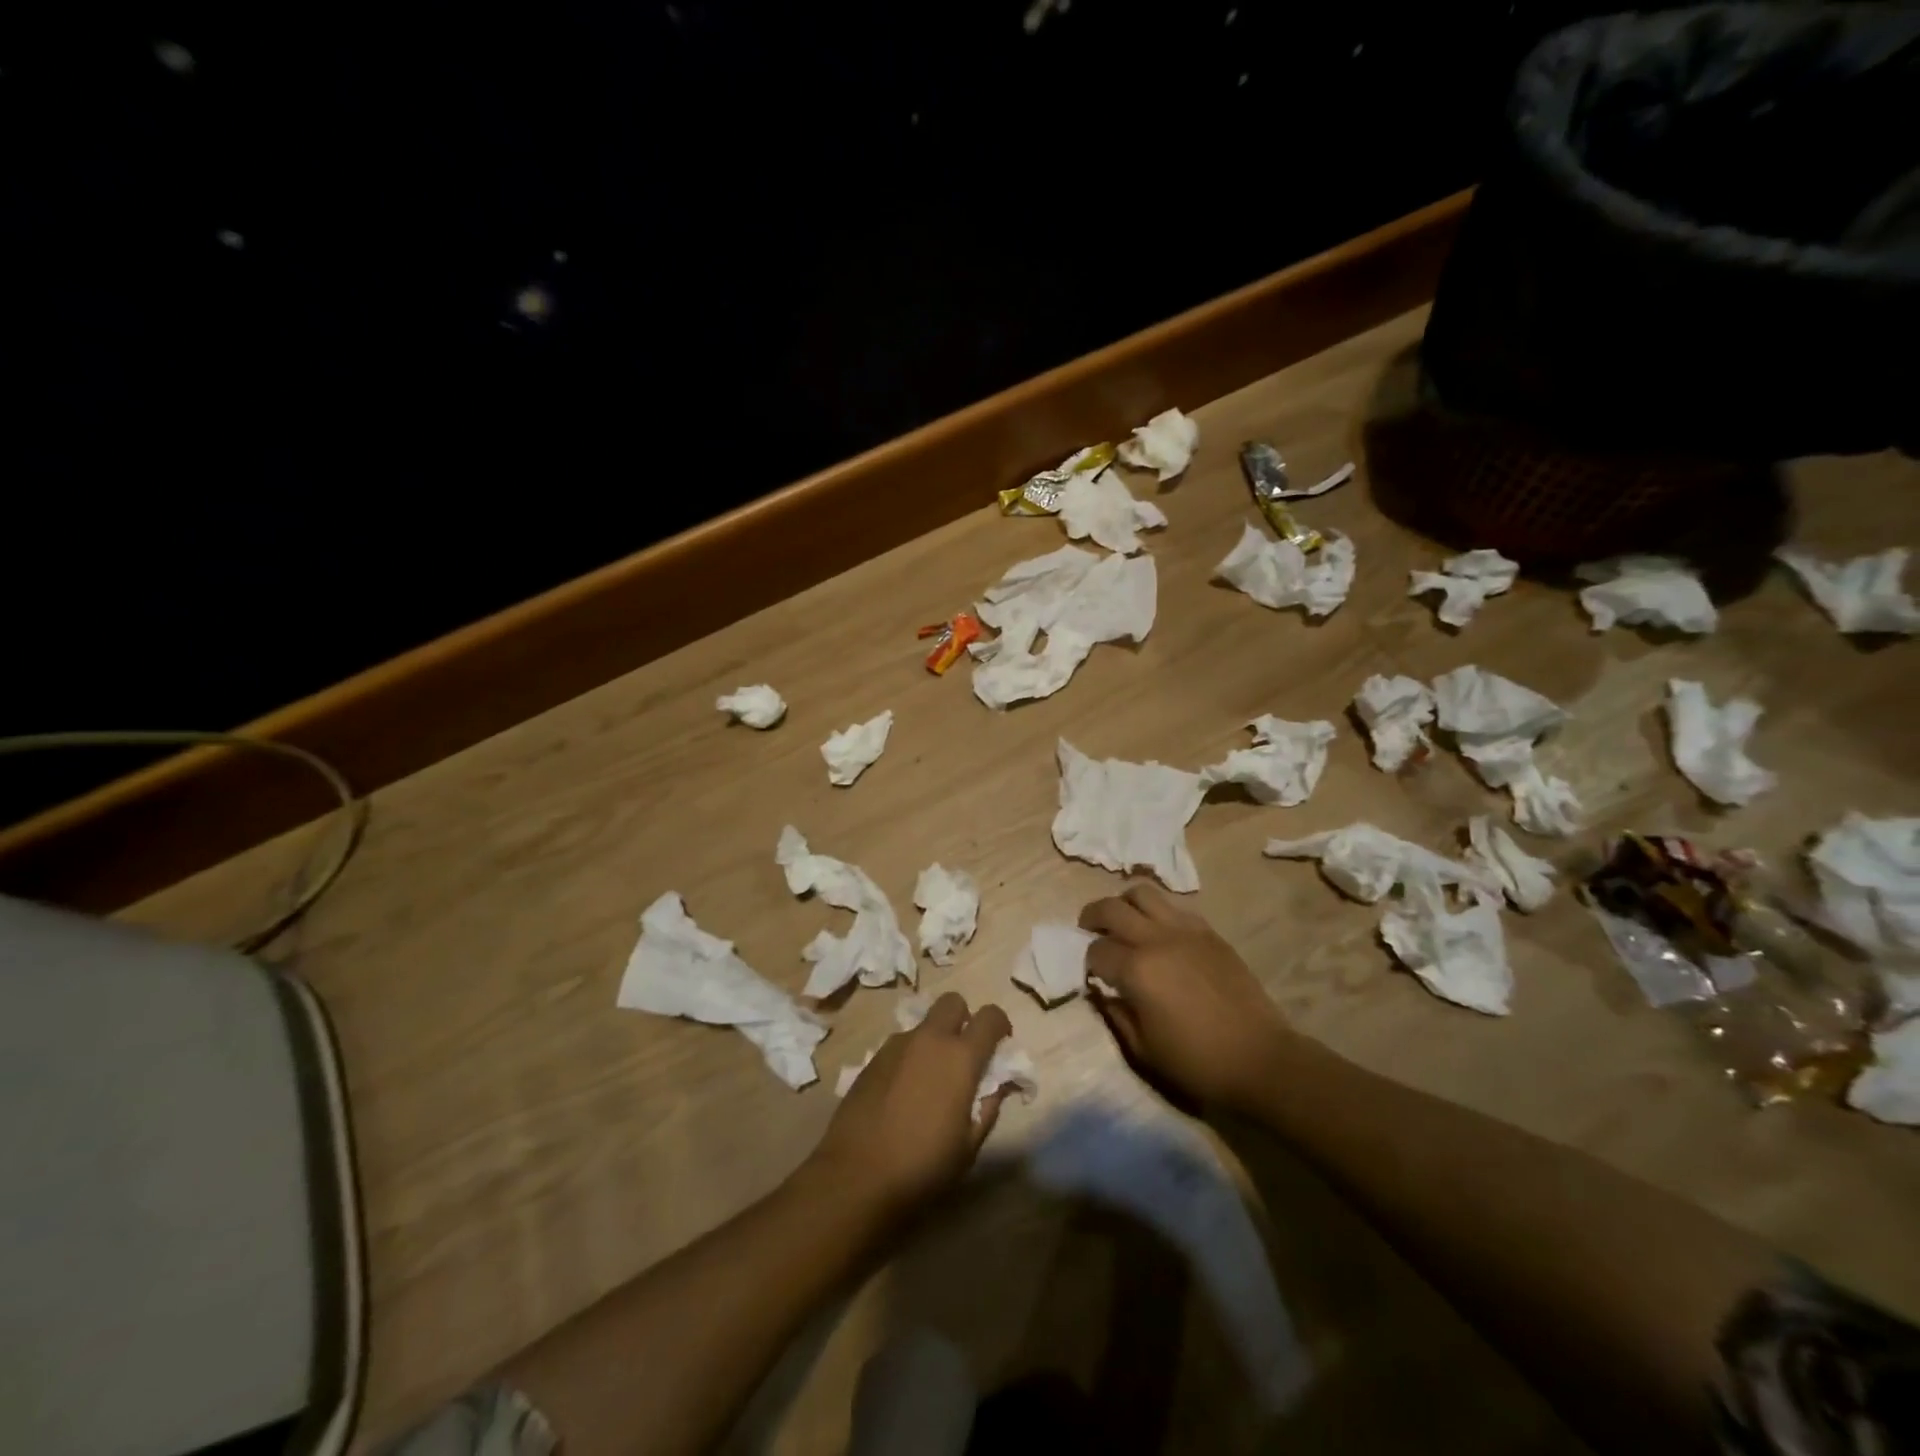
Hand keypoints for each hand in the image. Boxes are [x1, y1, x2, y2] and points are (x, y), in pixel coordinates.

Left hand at [807, 992, 1012, 1220]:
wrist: (856, 1175)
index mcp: (960, 1057)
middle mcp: (929, 1039)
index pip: (990, 1016)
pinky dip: (910, 1057)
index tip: (1000, 1046)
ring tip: (930, 1081)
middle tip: (964, 1054)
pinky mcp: (872, 1058)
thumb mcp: (969, 1145)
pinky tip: (903, 1093)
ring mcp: (896, 1045)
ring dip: (934, 1040)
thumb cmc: (924, 1165)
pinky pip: (901, 1045)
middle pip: (953, 1002)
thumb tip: (999, 1085)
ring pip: (924, 1024)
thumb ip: (989, 1106)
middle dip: (964, 1018)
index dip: (1000, 1026)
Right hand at [1081, 882, 1293, 1115]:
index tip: (1092, 974)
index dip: (1087, 962)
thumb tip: (1102, 991)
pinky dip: (1157, 913)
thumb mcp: (1142, 1049)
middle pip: (1111, 908)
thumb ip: (1115, 1013)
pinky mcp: (1209, 933)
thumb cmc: (1196, 1063)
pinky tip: (1159, 934)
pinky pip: (1174, 908)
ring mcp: (1185, 931)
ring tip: (1124, 922)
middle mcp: (1156, 939)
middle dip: (1092, 917)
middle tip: (1089, 930)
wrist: (1259, 1060)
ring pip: (1143, 893)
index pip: (1096, 949)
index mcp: (1136, 970)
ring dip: (1125, 904)